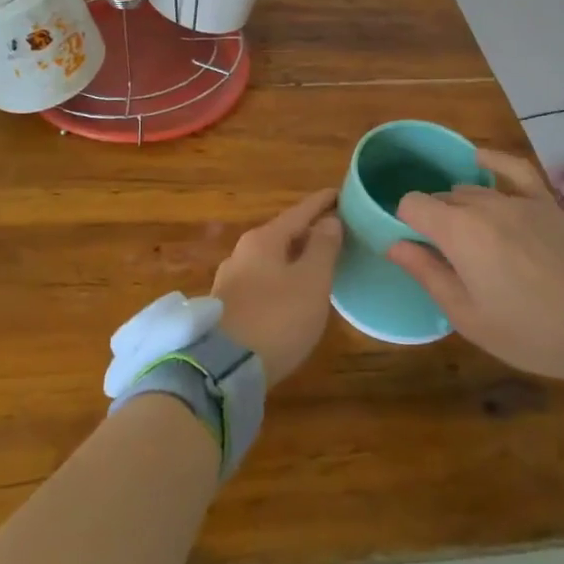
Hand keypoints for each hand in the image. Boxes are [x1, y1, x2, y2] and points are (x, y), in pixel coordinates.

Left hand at [211, 189, 342, 384]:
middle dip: (308, 231)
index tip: (341, 193)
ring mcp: (230, 281)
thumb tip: (329, 220)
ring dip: (294, 257)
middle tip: (335, 231)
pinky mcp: (226, 309)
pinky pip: (262, 282)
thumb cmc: (275, 318)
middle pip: (282, 234)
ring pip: (270, 259)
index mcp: (263, 239)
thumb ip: (323, 248)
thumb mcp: (311, 282)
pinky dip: (282, 279)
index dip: (322, 203)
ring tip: (317, 263)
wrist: (222, 370)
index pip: (299, 211)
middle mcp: (242, 253)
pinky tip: (292, 294)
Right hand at [388, 151, 563, 382]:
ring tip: (470, 238)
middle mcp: (482, 203)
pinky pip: (513, 168)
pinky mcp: (545, 201)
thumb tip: (394, 245)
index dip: (406, 224)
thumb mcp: (467, 315)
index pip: (412, 205)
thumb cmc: (528, 330)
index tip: (416, 250)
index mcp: (457, 231)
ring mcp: (517, 199)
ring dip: (461, 207)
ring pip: (471, 189)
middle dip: (434, 220)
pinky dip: (493, 160)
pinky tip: (479, 159)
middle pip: (441, 198)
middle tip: (445, 257)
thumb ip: (427, 273)